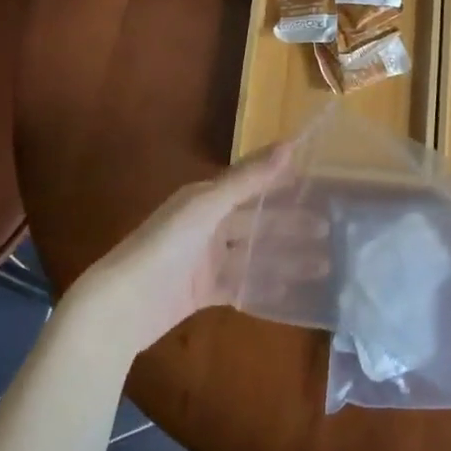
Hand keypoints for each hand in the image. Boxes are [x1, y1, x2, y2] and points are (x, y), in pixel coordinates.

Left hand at [59, 148, 324, 361]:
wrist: (121, 306)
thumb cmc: (164, 247)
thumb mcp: (207, 207)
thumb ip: (248, 178)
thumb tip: (289, 144)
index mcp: (205, 198)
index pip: (251, 182)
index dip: (282, 179)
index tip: (317, 178)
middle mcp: (207, 224)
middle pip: (257, 221)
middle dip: (292, 224)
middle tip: (328, 229)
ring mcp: (205, 260)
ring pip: (254, 254)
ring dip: (286, 257)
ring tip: (323, 264)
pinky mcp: (203, 291)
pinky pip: (241, 284)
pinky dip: (264, 285)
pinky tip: (292, 291)